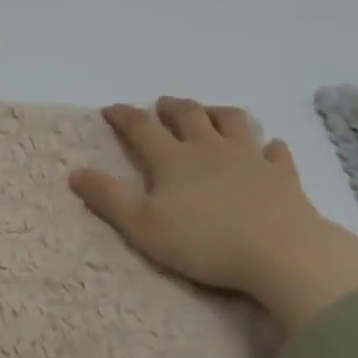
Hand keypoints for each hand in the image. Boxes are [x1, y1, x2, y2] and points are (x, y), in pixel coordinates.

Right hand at [69, 98, 357, 331]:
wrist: (281, 252)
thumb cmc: (205, 242)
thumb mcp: (144, 226)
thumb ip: (108, 198)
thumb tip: (75, 173)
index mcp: (173, 160)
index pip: (142, 128)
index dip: (123, 116)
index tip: (110, 109)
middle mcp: (209, 149)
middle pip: (188, 116)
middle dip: (171, 108)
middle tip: (161, 105)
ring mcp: (250, 159)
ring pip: (232, 122)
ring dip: (217, 113)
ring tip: (210, 113)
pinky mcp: (282, 176)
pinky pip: (275, 152)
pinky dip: (269, 146)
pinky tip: (269, 148)